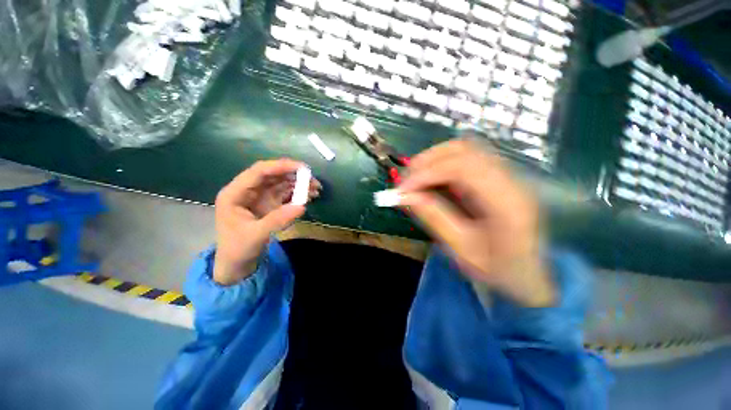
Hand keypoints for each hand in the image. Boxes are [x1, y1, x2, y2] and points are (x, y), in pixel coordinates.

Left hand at [213, 159, 320, 285]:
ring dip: (299, 184)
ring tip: (316, 189)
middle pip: (273, 175)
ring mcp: (260, 197)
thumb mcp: (255, 236)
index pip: (259, 172)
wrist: (237, 264)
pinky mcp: (270, 205)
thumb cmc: (238, 249)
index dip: (281, 166)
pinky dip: (298, 194)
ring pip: (282, 184)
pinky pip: (286, 194)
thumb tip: (302, 207)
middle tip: (313, 180)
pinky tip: (310, 196)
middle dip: (294, 176)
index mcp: (235, 193)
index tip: (302, 168)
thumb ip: (277, 220)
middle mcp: (248, 191)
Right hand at [399, 140, 553, 306]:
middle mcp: (511, 179)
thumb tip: (405, 196)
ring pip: (464, 148)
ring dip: (433, 160)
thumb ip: (434, 218)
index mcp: (507, 202)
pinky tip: (431, 180)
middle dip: (426, 161)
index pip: (462, 168)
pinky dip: (441, 164)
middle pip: (463, 149)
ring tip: (415, 179)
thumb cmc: (499, 270)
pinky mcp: (498, 175)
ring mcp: (507, 174)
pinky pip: (466, 158)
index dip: (426, 174)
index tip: (402, 190)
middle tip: (405, 182)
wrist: (531, 274)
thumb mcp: (461, 250)